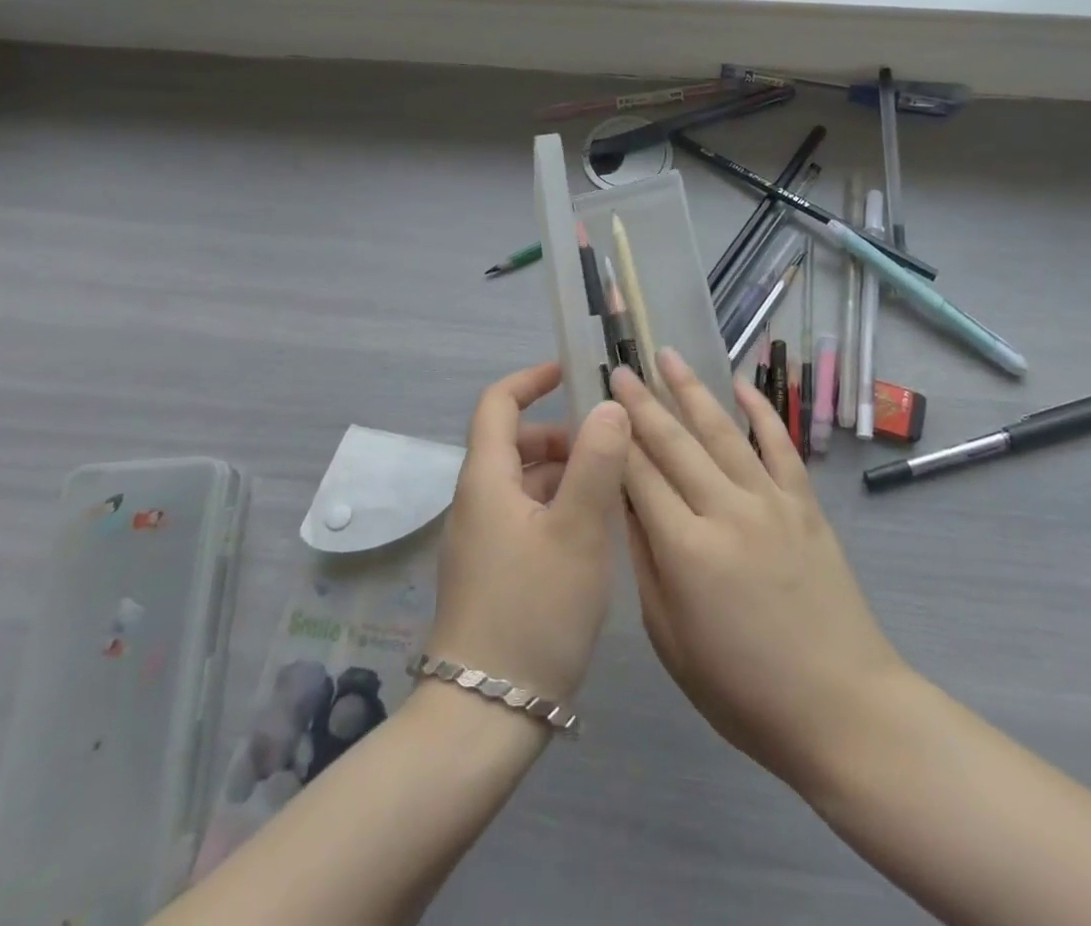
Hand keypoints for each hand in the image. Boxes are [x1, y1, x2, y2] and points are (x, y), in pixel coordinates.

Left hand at [425, 361, 630, 704]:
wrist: (484, 717)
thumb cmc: (533, 611)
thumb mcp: (577, 531)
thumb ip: (597, 462)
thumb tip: (609, 406)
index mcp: (487, 479)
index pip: (498, 403)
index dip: (532, 379)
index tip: (572, 373)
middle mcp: (476, 502)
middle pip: (516, 444)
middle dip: (563, 436)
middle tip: (612, 450)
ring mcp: (481, 541)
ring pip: (525, 484)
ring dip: (565, 475)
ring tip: (614, 494)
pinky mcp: (492, 573)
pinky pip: (526, 518)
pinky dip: (558, 509)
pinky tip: (594, 537)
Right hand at [613, 352, 908, 792]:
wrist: (842, 707)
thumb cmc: (743, 690)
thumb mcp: (671, 640)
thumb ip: (645, 564)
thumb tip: (624, 504)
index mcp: (686, 549)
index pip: (638, 476)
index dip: (613, 438)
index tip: (595, 405)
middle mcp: (726, 510)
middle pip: (675, 443)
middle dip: (642, 402)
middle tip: (620, 367)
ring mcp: (771, 502)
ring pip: (723, 431)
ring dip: (692, 390)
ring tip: (668, 356)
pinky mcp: (805, 504)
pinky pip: (780, 445)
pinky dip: (761, 410)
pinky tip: (742, 384)